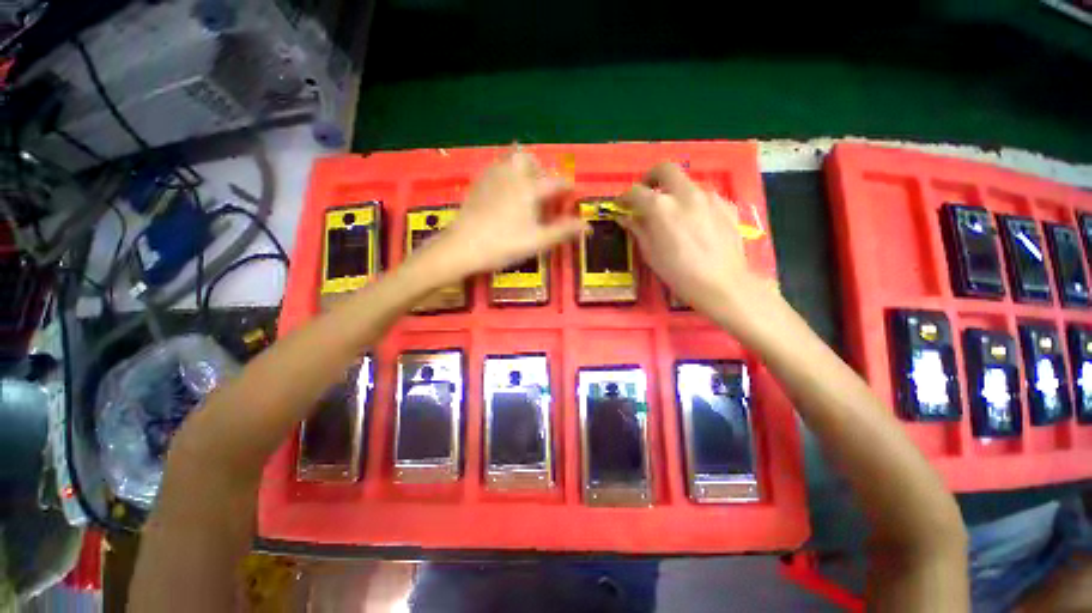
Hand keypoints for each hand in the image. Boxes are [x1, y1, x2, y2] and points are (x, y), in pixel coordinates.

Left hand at [418, 150, 586, 278]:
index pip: (556, 182)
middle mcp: (512, 175)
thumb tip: (588, 226)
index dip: (568, 189)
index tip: (572, 197)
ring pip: (511, 159)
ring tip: (526, 191)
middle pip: (530, 159)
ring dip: (523, 170)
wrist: (463, 247)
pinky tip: (506, 194)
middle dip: (541, 170)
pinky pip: (496, 168)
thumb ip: (563, 231)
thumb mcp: (538, 241)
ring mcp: (492, 177)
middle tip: (544, 191)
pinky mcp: (478, 183)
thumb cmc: (504, 245)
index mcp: (530, 188)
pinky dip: (507, 174)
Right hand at [619, 162, 777, 330]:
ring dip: (674, 191)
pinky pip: (705, 196)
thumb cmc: (678, 273)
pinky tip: (695, 221)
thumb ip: (638, 230)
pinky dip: (694, 202)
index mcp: (660, 207)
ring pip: (687, 182)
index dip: (625, 197)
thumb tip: (626, 218)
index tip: (621, 205)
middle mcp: (685, 193)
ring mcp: (709, 196)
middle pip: (664, 169)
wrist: (723, 284)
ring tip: (673, 213)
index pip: (636, 192)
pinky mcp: (727, 205)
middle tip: (646, 193)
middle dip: (651, 177)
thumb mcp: (650, 254)